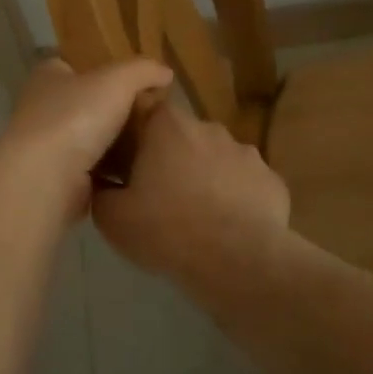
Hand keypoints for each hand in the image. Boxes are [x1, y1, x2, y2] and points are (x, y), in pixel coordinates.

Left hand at [0, 58, 172, 224]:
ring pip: (88, 139)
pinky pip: (91, 171)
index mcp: (48, 77)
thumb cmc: (76, 117)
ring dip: (113, 144)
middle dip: (112, 109)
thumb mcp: (118, 80)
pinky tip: (135, 173)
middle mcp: (41, 108)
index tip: (129, 81)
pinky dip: (110, 173)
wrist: (47, 179)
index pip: (72, 65)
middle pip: (83, 103)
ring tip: (149, 145)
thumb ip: (143, 70)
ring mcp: (47, 146)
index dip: (99, 69)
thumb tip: (165, 72)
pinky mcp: (57, 179)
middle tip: (148, 115)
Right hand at [92, 101, 290, 285]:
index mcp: (167, 125)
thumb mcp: (113, 218)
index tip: (128, 165)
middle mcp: (209, 127)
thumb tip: (102, 183)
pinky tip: (229, 227)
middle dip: (171, 159)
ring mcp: (246, 152)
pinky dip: (236, 198)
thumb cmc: (167, 230)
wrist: (238, 261)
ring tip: (198, 216)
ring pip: (216, 159)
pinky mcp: (272, 180)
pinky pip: (245, 184)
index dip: (135, 137)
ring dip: (206, 178)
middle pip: (182, 136)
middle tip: (160, 196)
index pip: (144, 112)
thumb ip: (101, 192)